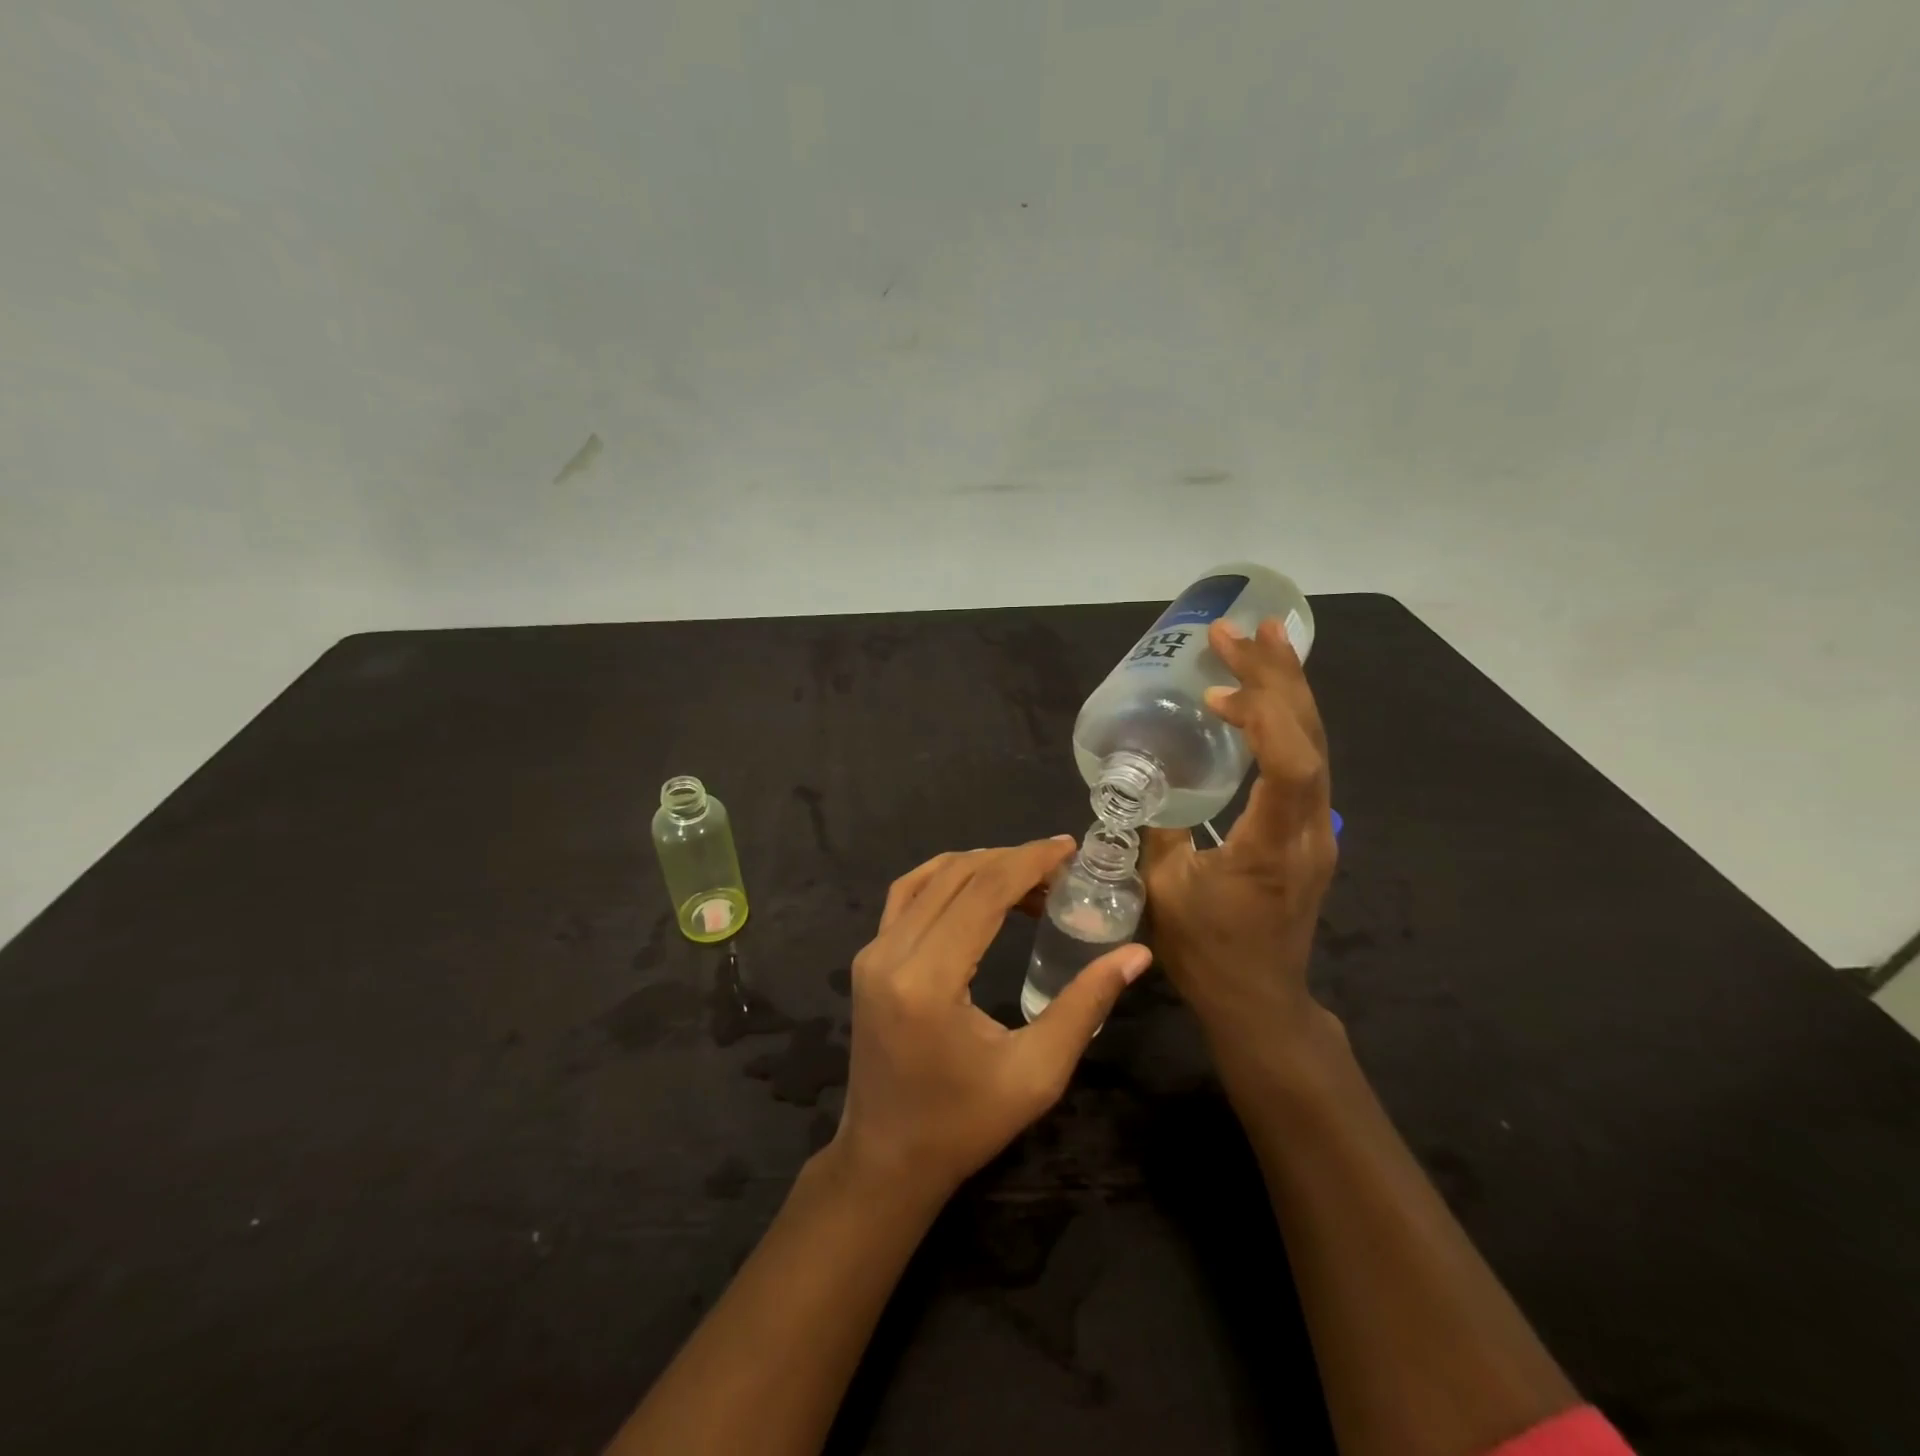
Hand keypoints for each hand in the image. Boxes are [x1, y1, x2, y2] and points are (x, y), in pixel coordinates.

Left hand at [831, 837, 1150, 1201]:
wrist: (887, 1158)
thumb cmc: (965, 1125)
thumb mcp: (1036, 1073)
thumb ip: (1085, 1006)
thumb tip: (1135, 955)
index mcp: (929, 981)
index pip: (983, 893)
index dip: (1029, 861)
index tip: (1068, 847)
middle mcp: (891, 954)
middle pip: (957, 877)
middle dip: (1011, 861)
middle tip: (1058, 868)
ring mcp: (871, 952)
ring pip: (928, 878)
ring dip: (979, 866)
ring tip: (1027, 875)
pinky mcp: (867, 958)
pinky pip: (905, 896)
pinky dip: (944, 878)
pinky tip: (976, 885)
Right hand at [1142, 617, 1337, 1061]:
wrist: (1259, 1001)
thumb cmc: (1208, 953)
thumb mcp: (1163, 892)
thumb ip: (1153, 829)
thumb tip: (1137, 780)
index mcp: (1273, 847)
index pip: (1290, 767)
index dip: (1261, 716)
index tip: (1216, 688)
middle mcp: (1309, 831)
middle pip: (1310, 740)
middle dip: (1279, 677)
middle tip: (1249, 628)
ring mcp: (1317, 832)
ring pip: (1316, 747)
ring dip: (1290, 691)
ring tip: (1267, 641)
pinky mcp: (1310, 833)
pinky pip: (1307, 763)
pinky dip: (1287, 722)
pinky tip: (1269, 699)